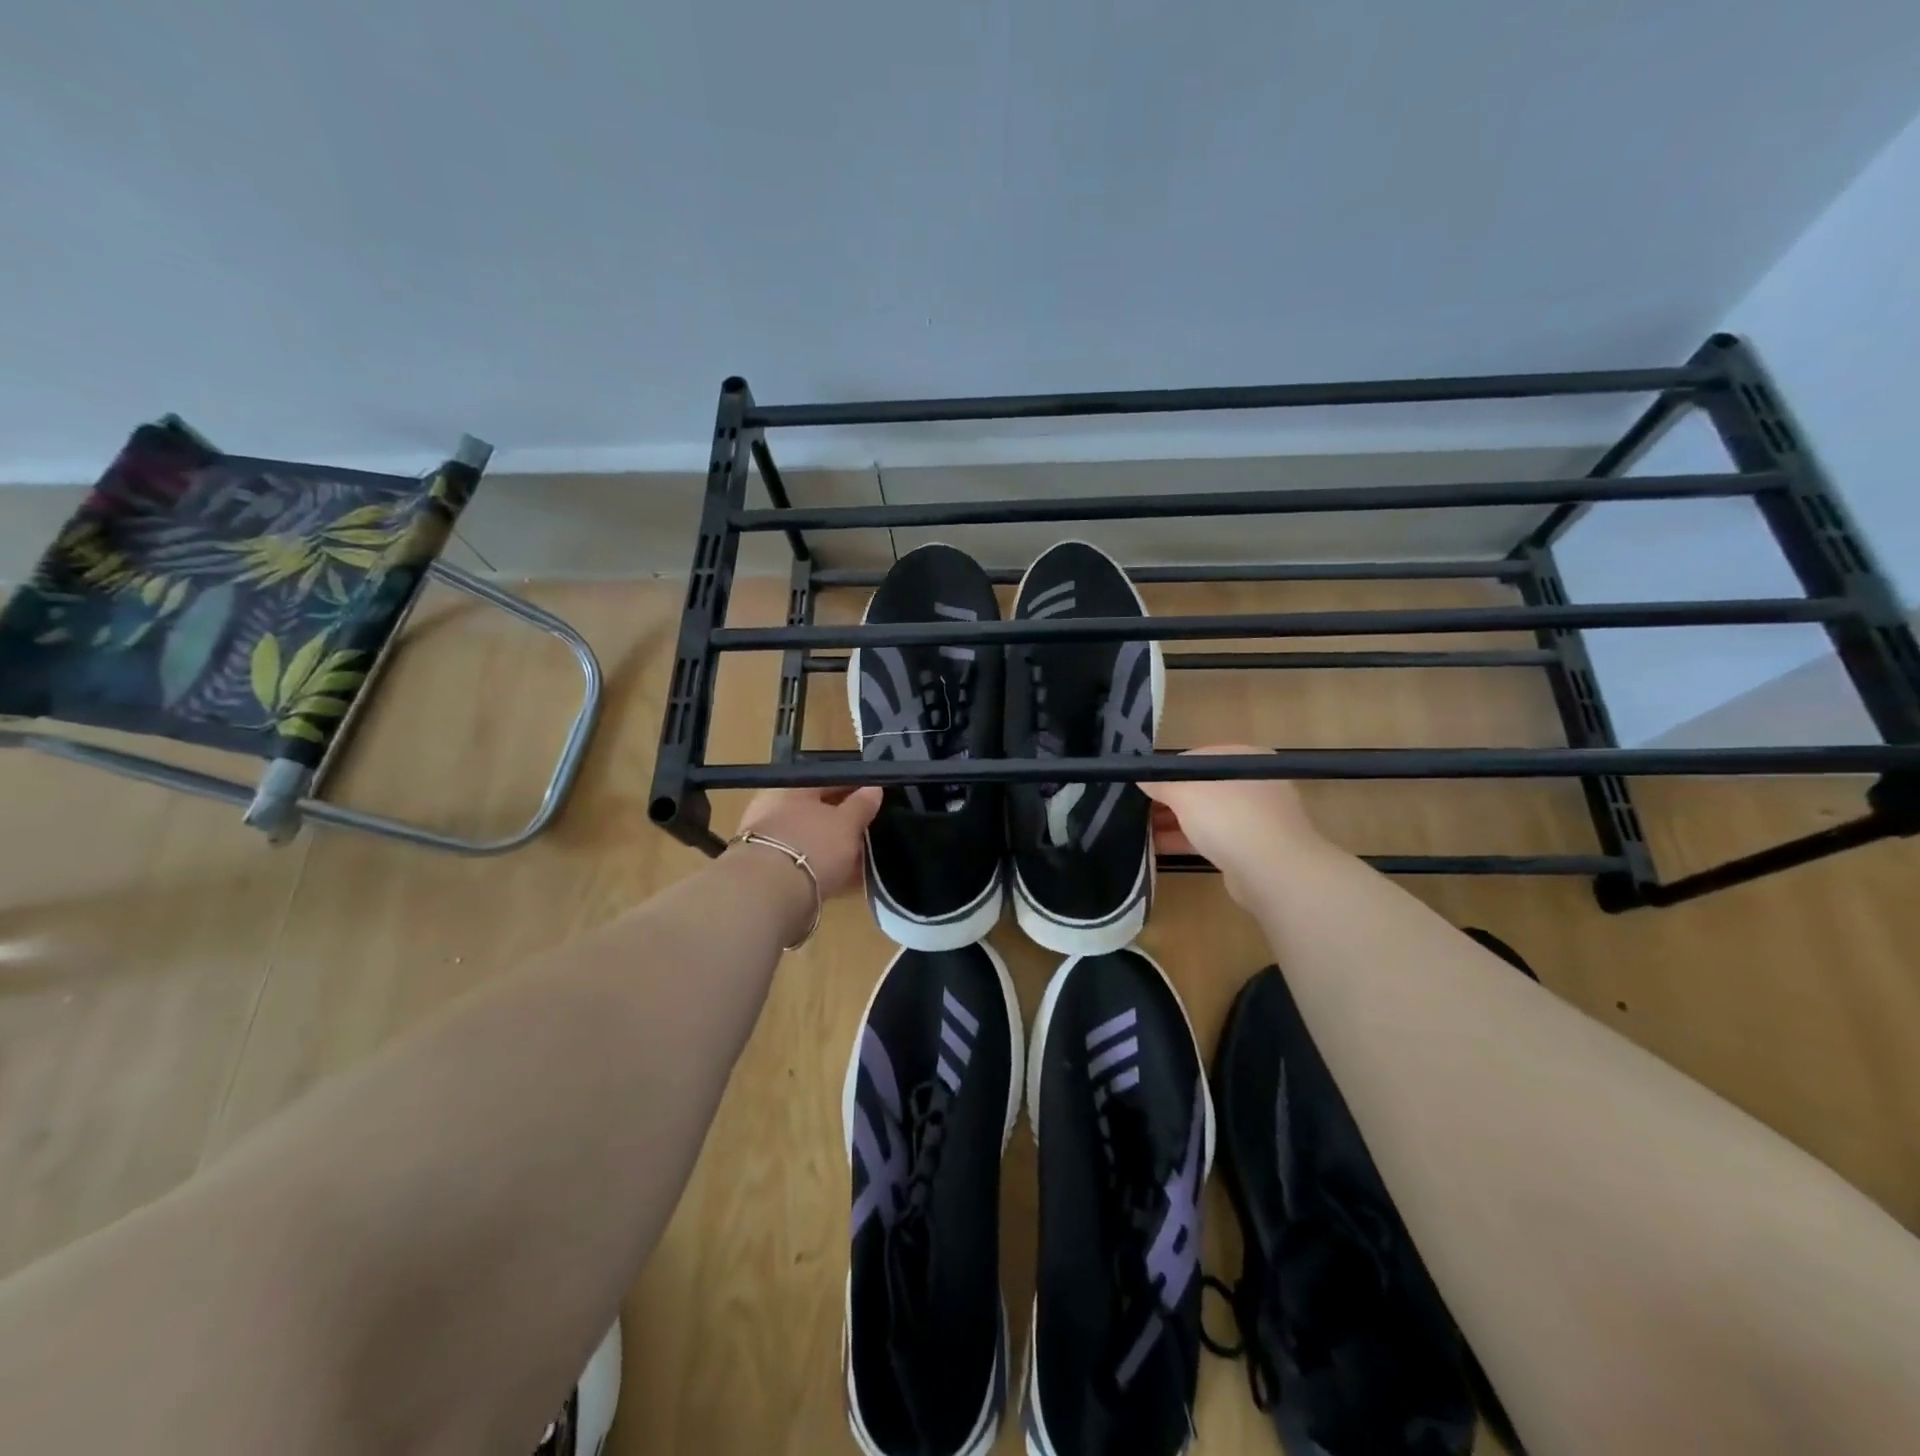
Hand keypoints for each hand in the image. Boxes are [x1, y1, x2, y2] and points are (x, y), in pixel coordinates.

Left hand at [735, 785, 883, 898]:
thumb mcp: (847, 823)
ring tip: (864, 859)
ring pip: (812, 839)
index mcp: (790, 789)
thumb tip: (873, 787)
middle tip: (872, 830)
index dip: (855, 787)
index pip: (828, 780)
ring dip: (836, 847)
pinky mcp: (770, 874)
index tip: (877, 797)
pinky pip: (807, 864)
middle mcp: (774, 810)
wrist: (768, 897)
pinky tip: (848, 880)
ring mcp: (769, 843)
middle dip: (844, 820)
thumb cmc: (811, 846)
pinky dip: (826, 869)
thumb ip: (862, 804)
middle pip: (817, 811)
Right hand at [1140, 746, 1324, 906]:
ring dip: (1173, 822)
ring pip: (1204, 815)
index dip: (1166, 772)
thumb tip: (1141, 777)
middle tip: (1135, 810)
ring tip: (1138, 831)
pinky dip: (1186, 841)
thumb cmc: (1228, 816)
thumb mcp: (1184, 791)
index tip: (1141, 786)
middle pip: (1200, 788)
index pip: (1195, 759)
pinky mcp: (1250, 848)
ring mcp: (1254, 817)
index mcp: (1243, 758)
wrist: (1272, 870)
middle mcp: (1252, 784)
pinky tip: (1157, 849)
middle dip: (1167, 799)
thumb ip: (1159, 782)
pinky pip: (1211, 839)